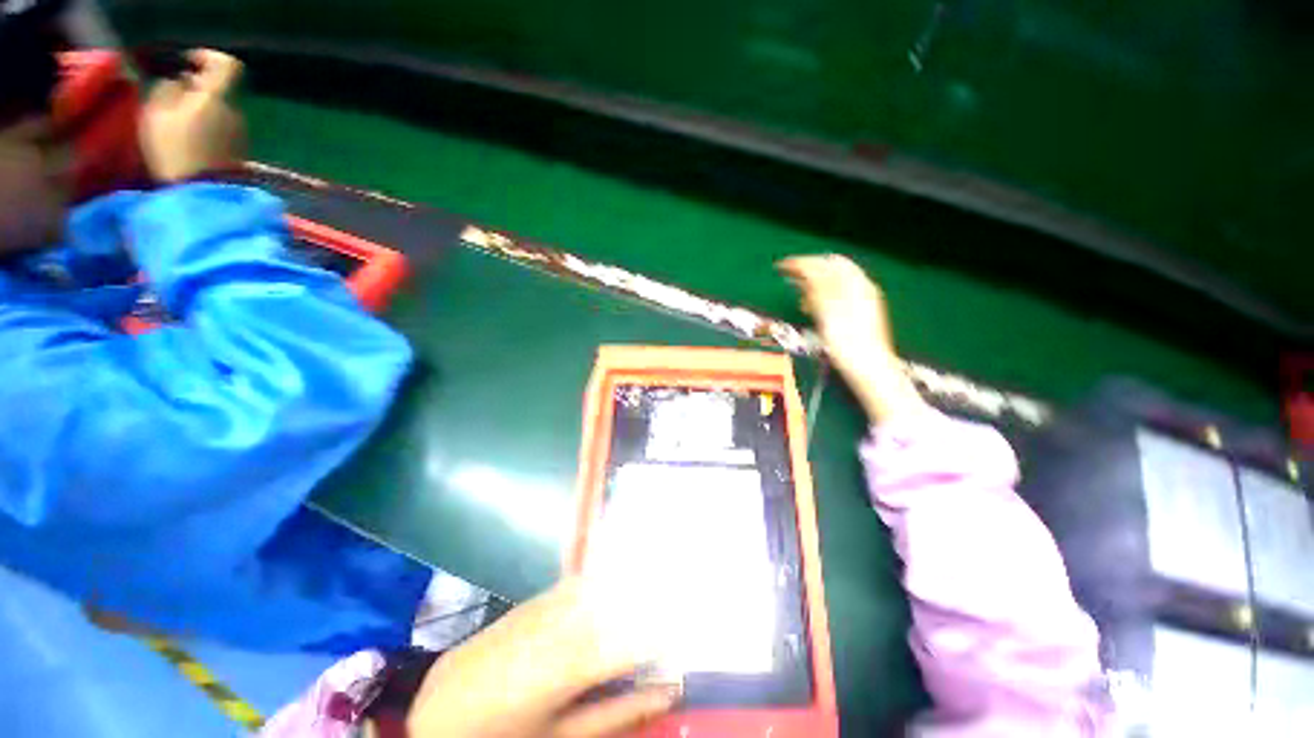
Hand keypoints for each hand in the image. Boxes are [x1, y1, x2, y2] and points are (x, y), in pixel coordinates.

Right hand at [138, 49, 246, 182]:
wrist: (204, 194)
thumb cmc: (175, 151)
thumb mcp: (156, 114)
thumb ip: (166, 90)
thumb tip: (177, 81)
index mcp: (218, 96)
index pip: (228, 66)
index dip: (208, 58)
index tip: (186, 63)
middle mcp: (237, 111)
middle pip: (220, 90)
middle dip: (196, 88)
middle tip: (171, 96)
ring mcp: (242, 133)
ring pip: (220, 110)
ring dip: (200, 109)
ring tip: (175, 121)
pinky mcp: (241, 152)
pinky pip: (223, 129)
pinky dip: (206, 127)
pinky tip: (188, 140)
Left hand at [406, 579, 678, 737]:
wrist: (445, 706)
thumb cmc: (507, 734)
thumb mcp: (566, 735)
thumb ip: (621, 712)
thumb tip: (668, 691)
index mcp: (574, 664)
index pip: (638, 637)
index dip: (668, 631)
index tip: (691, 630)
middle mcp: (566, 622)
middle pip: (624, 601)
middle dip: (654, 600)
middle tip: (679, 602)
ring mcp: (549, 604)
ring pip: (604, 586)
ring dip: (631, 588)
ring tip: (652, 592)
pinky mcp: (537, 597)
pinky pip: (580, 584)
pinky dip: (603, 585)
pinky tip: (613, 590)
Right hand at [778, 254, 922, 423]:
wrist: (867, 366)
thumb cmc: (846, 340)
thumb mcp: (828, 310)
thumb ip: (818, 287)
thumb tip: (806, 267)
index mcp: (855, 284)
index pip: (826, 262)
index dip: (803, 262)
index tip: (782, 267)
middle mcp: (860, 287)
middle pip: (831, 269)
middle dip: (809, 271)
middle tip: (789, 278)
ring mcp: (861, 300)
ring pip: (833, 282)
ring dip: (813, 284)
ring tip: (798, 294)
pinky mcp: (858, 313)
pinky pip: (836, 295)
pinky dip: (821, 296)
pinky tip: (812, 307)